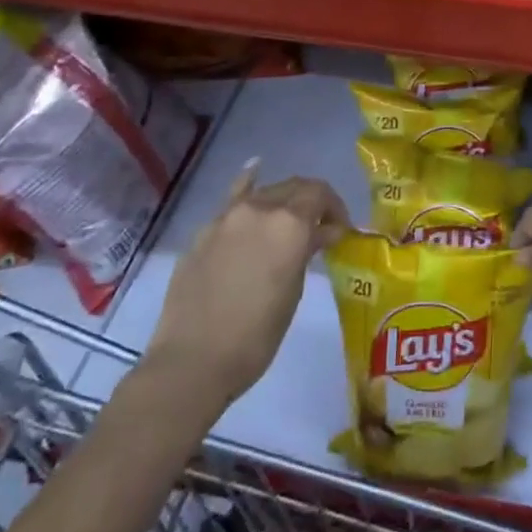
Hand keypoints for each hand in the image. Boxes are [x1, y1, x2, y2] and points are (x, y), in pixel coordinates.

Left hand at [145, 163, 347, 405]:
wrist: (191, 362)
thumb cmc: (256, 336)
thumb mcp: (293, 291)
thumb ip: (308, 251)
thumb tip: (323, 232)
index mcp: (289, 223)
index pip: (320, 194)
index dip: (335, 207)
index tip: (340, 229)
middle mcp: (259, 208)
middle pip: (294, 188)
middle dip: (312, 203)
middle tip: (321, 228)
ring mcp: (226, 218)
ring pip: (265, 193)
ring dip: (283, 202)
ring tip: (289, 223)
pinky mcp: (203, 232)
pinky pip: (232, 200)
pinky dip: (247, 183)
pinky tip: (254, 169)